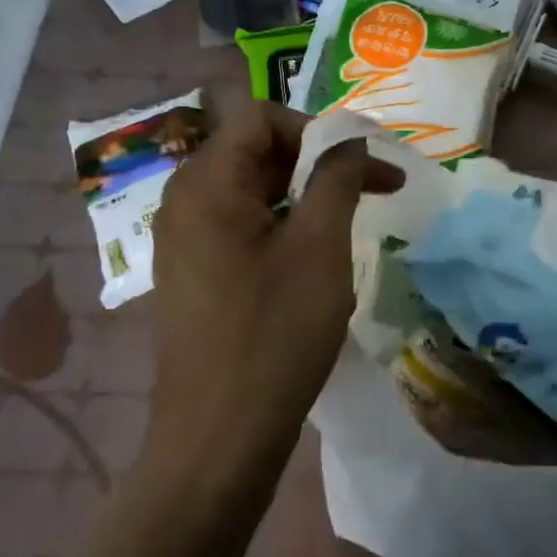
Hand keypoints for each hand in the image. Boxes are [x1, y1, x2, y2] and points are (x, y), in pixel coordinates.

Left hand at [140, 99, 401, 494]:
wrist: (219, 439)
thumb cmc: (274, 333)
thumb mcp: (320, 246)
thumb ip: (336, 178)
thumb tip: (350, 140)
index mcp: (206, 184)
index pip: (260, 116)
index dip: (317, 128)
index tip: (362, 164)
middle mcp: (184, 201)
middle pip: (255, 150)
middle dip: (317, 161)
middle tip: (373, 189)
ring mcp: (183, 241)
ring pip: (250, 189)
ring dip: (304, 194)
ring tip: (349, 222)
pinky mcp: (193, 274)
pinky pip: (239, 225)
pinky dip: (282, 224)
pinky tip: (313, 258)